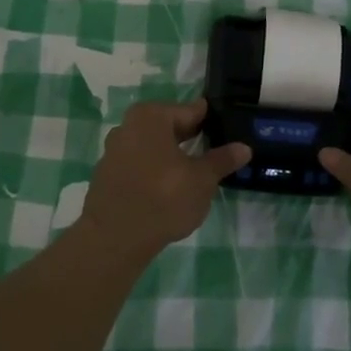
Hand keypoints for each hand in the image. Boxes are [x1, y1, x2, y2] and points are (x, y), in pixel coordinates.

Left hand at [78, 99, 250, 259]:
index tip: (227, 129)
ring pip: (153, 146)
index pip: (190, 111)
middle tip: (215, 153)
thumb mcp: (201, 180)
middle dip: (191, 139)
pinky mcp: (107, 174)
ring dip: (171, 156)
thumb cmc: (163, 198)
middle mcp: (129, 125)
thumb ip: (222, 160)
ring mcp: (114, 150)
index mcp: (152, 116)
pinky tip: (167, 189)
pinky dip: (153, 171)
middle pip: (169, 127)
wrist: (114, 238)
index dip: (211, 121)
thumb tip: (244, 147)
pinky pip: (138, 164)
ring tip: (193, 173)